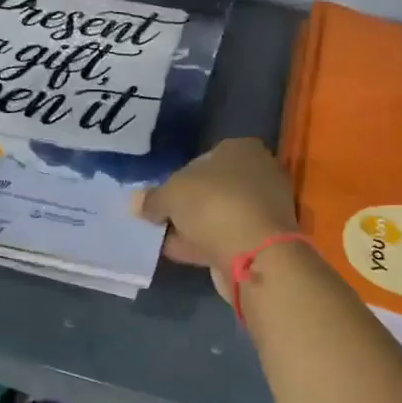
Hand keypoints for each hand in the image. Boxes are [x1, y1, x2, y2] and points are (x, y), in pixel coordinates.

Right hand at [140, 138, 298, 296]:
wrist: (255, 254)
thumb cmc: (213, 206)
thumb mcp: (170, 195)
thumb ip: (152, 198)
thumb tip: (137, 202)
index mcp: (242, 148)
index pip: (202, 159)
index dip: (176, 178)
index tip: (159, 198)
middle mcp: (259, 173)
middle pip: (211, 189)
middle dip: (185, 205)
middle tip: (159, 220)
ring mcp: (264, 208)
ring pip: (217, 215)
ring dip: (192, 227)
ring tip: (163, 240)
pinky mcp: (263, 239)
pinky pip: (225, 237)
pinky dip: (204, 244)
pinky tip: (181, 253)